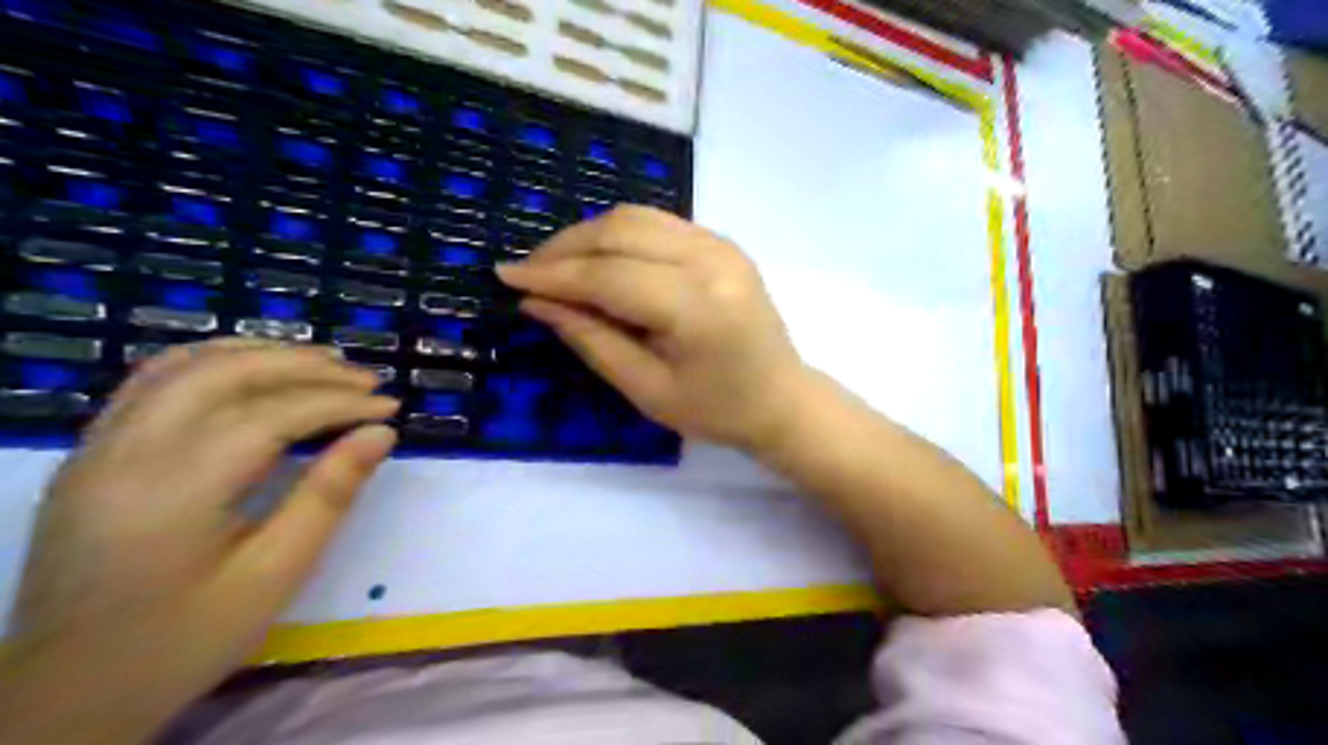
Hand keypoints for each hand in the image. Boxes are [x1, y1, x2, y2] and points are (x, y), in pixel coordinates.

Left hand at [1, 337, 398, 744]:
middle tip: (365, 379)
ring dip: (262, 354)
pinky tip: (256, 370)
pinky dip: (216, 362)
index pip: (269, 416)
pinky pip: (155, 381)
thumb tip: (381, 433)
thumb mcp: (275, 574)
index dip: (338, 402)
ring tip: (324, 363)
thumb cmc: (185, 639)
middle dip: (305, 368)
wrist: (68, 693)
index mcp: (171, 493)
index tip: (389, 406)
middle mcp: (123, 454)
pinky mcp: (93, 453)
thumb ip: (329, 495)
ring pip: (184, 365)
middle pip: (224, 375)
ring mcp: (97, 449)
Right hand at [502, 201, 802, 454]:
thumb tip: (537, 302)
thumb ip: (591, 340)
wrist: (782, 398)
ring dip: (589, 235)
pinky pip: (658, 223)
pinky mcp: (723, 243)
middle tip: (528, 271)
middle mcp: (712, 261)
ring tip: (556, 264)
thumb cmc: (717, 410)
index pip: (609, 276)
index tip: (505, 276)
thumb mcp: (647, 390)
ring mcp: (722, 245)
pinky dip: (620, 234)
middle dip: (565, 247)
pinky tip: (599, 259)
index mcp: (698, 308)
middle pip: (621, 232)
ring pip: (637, 217)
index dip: (553, 274)